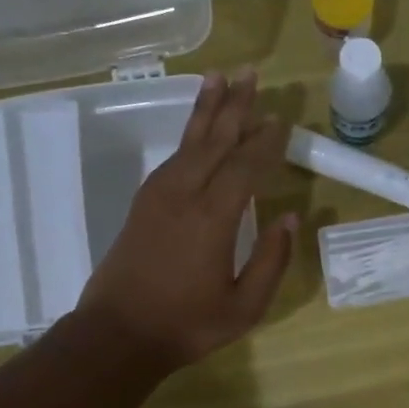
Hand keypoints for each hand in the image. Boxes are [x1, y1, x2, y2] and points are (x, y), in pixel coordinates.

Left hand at [73, 69, 295, 375]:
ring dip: (207, 110)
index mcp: (213, 218)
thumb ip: (272, 260)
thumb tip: (291, 218)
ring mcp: (159, 196)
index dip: (266, 142)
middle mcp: (184, 194)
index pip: (246, 166)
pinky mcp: (143, 203)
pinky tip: (198, 130)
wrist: (117, 335)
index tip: (282, 120)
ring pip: (189, 142)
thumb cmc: (187, 325)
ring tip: (219, 79)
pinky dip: (188, 136)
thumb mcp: (245, 306)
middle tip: (250, 72)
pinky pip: (173, 158)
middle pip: (214, 139)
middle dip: (235, 105)